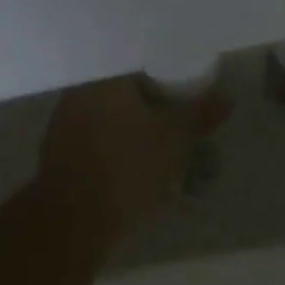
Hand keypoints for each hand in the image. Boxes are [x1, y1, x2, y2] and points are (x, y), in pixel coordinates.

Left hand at [37, 76, 227, 238]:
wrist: (73, 223)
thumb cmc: (127, 169)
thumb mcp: (175, 140)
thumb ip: (200, 114)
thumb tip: (226, 96)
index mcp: (105, 78)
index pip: (140, 62)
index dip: (165, 72)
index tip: (183, 85)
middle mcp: (80, 92)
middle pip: (124, 87)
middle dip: (150, 100)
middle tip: (176, 114)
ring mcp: (64, 122)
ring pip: (109, 114)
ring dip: (133, 124)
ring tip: (159, 142)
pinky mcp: (59, 152)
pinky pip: (96, 137)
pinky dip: (116, 145)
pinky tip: (134, 162)